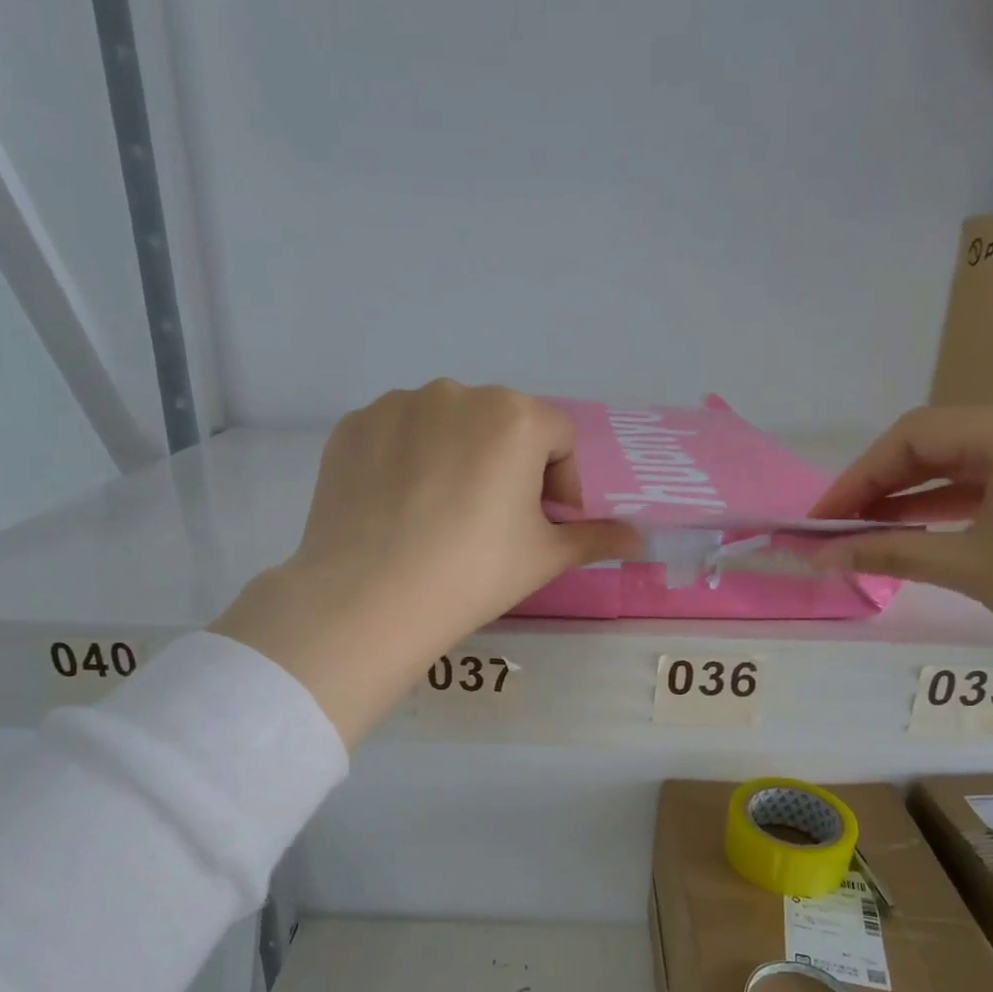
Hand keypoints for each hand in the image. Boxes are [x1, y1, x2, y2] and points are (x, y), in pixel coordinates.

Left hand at [215, 380, 639, 743]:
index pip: (557, 437)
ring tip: (438, 517)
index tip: (541, 524)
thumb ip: (596, 538)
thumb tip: (639, 539)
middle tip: (490, 524)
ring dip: (456, 458)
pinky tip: (397, 508)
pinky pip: (397, 435)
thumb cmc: (473, 574)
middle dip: (508, 466)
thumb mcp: (544, 558)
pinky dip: (405, 461)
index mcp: (514, 416)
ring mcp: (397, 405)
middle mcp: (456, 392)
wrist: (369, 599)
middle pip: (501, 425)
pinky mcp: (353, 426)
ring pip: (446, 426)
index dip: (559, 483)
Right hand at [810, 407, 992, 674]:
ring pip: (972, 463)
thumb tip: (821, 555)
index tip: (822, 519)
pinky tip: (927, 530)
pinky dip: (958, 504)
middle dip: (883, 484)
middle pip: (943, 443)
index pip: (916, 435)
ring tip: (871, 531)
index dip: (858, 476)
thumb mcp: (971, 567)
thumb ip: (890, 551)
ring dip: (917, 496)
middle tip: (840, 526)